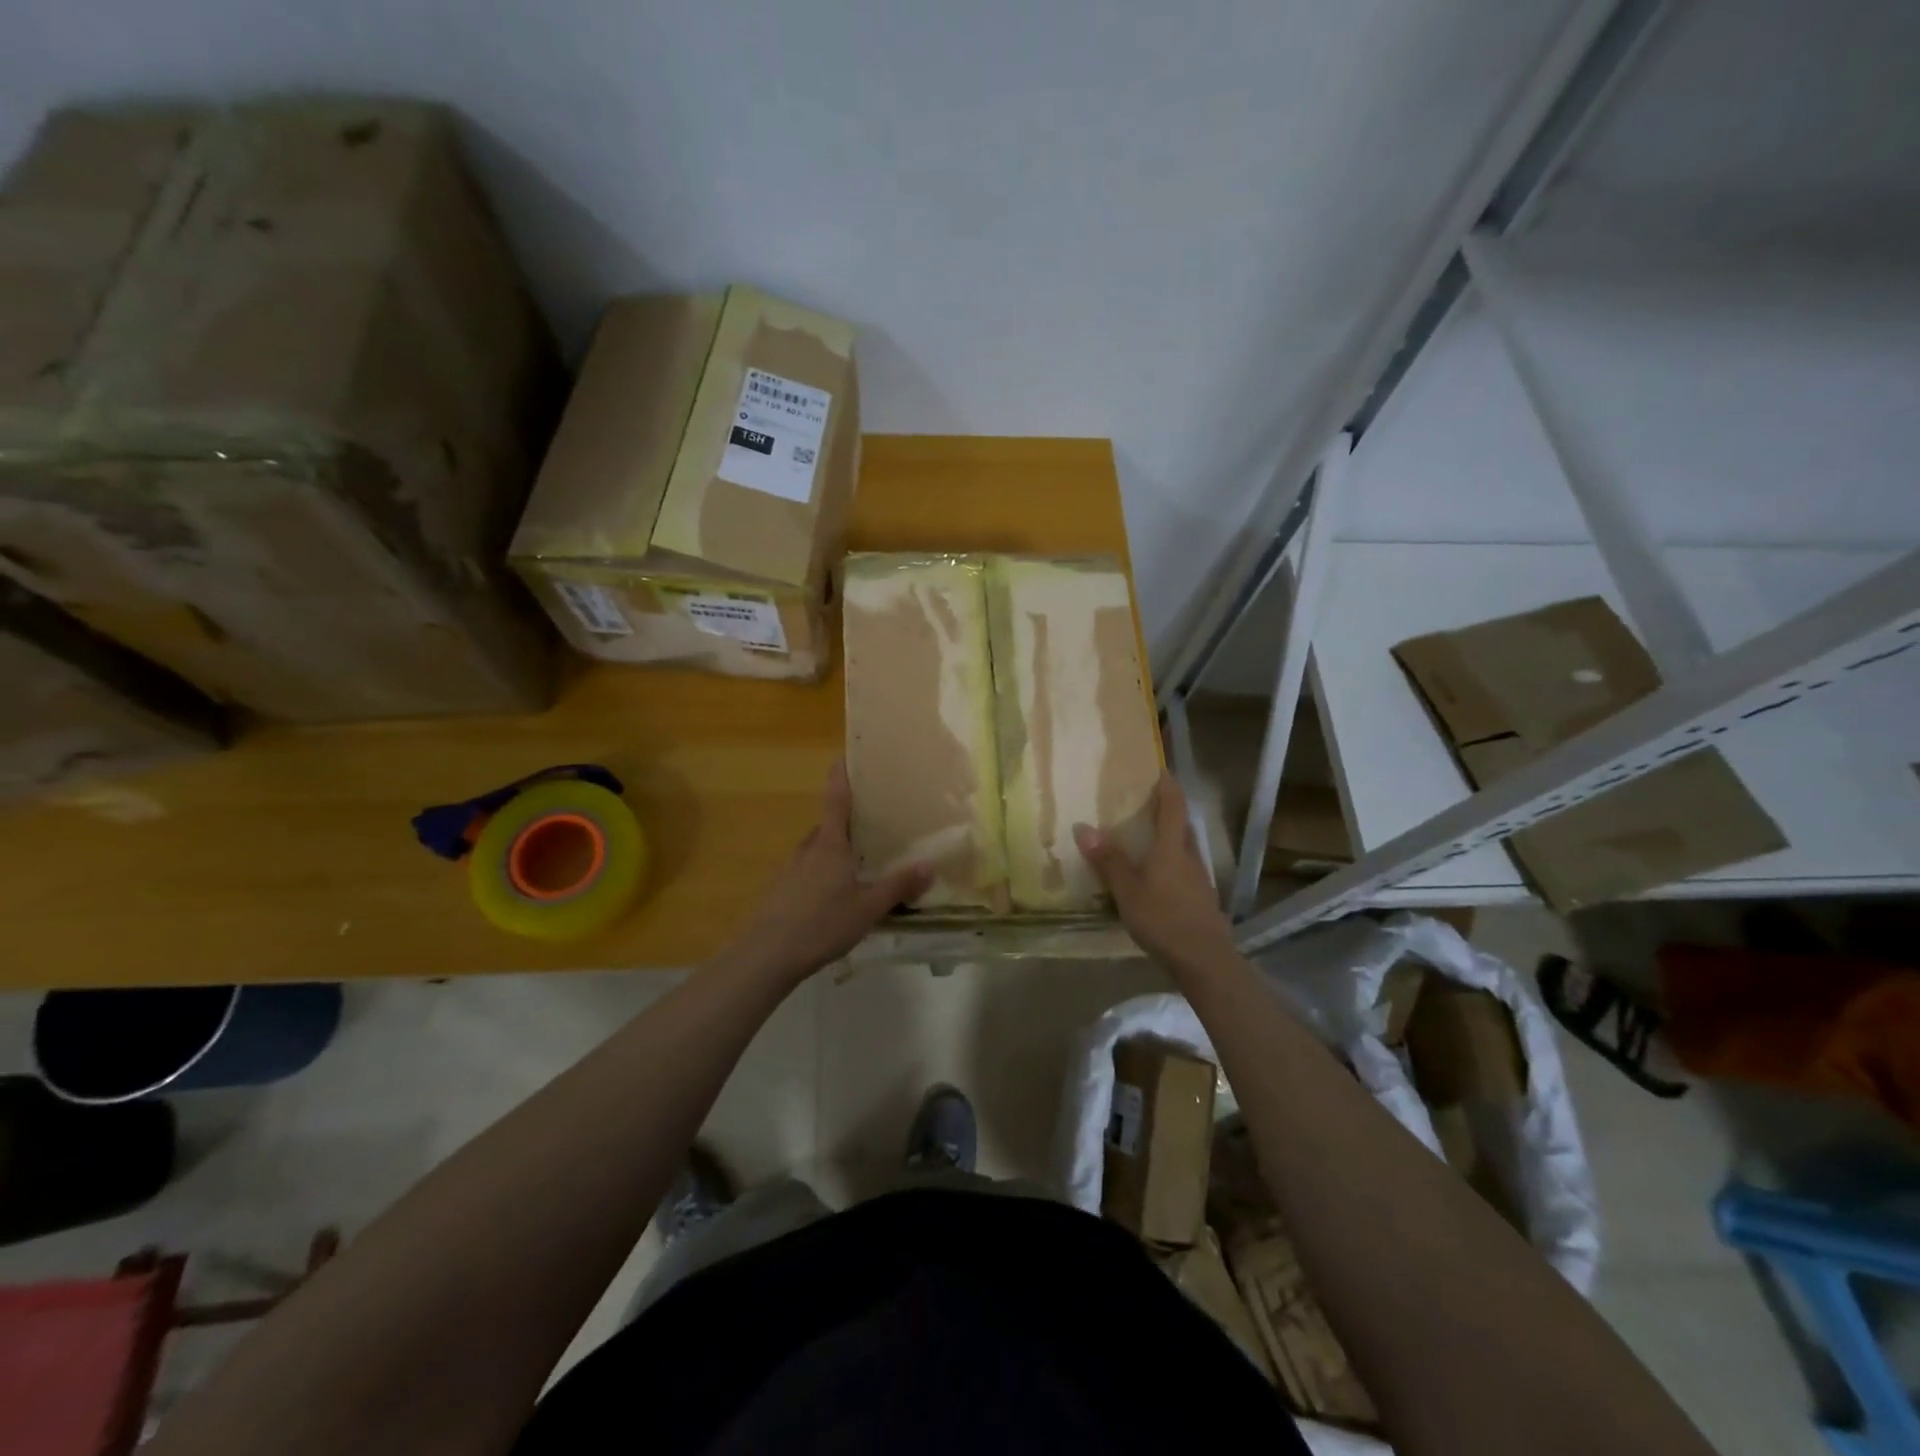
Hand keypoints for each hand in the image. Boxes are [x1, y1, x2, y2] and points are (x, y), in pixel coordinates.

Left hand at [724, 762, 932, 984]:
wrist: (766, 955)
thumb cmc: (821, 923)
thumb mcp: (868, 907)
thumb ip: (898, 886)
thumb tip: (930, 865)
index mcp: (830, 844)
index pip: (837, 799)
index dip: (841, 776)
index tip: (845, 755)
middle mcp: (808, 848)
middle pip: (829, 827)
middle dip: (848, 824)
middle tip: (874, 827)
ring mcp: (790, 869)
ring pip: (818, 851)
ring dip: (836, 853)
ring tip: (859, 866)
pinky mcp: (780, 890)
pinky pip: (807, 872)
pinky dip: (822, 875)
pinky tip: (834, 898)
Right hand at [1074, 774, 1236, 972]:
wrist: (1204, 960)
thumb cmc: (1163, 918)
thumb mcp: (1127, 890)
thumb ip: (1108, 860)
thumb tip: (1083, 827)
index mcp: (1172, 847)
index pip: (1174, 807)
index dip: (1168, 787)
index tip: (1160, 770)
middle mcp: (1190, 857)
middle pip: (1183, 826)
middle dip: (1169, 812)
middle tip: (1147, 804)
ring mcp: (1200, 880)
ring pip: (1185, 849)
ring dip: (1171, 839)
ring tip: (1148, 840)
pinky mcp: (1202, 900)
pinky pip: (1185, 870)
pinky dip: (1172, 864)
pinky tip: (1158, 878)